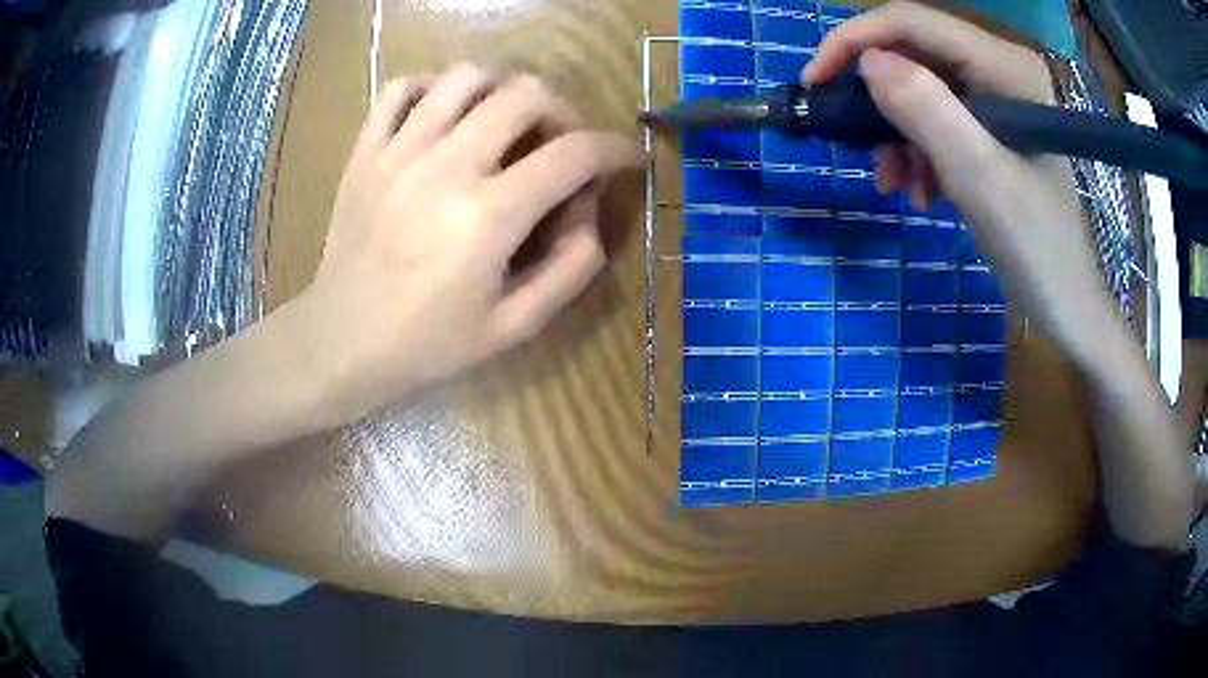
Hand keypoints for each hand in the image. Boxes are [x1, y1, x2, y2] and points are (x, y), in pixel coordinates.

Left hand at [287, 65, 642, 423]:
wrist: (341, 342)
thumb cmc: (427, 343)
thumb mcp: (513, 327)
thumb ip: (569, 272)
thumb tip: (591, 218)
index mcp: (488, 217)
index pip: (574, 153)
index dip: (616, 148)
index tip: (628, 156)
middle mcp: (446, 167)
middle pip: (526, 94)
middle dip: (563, 111)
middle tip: (561, 143)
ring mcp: (399, 151)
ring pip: (467, 77)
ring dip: (502, 90)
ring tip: (505, 123)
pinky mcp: (366, 150)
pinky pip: (401, 88)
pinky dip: (432, 87)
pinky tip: (444, 114)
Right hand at [803, 2, 1113, 354]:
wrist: (1064, 305)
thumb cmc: (1035, 247)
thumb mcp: (981, 179)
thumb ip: (929, 112)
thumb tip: (868, 63)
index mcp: (1005, 65)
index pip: (913, 22)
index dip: (857, 40)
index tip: (816, 82)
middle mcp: (999, 67)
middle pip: (914, 53)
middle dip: (879, 99)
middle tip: (856, 144)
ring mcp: (996, 96)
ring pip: (919, 88)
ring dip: (896, 134)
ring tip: (896, 184)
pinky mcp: (991, 126)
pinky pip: (935, 119)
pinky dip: (917, 152)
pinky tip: (921, 191)